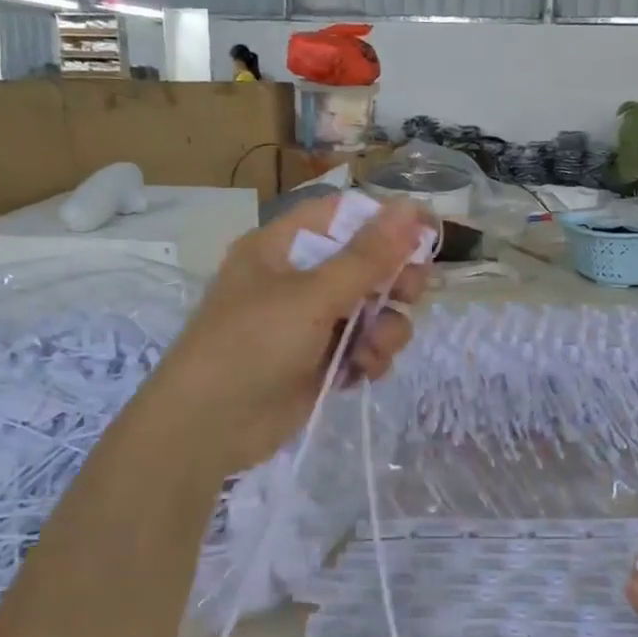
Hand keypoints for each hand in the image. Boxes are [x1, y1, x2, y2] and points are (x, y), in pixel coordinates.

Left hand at [137, 195, 435, 475]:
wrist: (207, 428)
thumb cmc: (253, 345)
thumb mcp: (312, 296)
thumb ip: (367, 256)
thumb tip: (412, 208)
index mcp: (283, 247)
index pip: (345, 216)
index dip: (388, 221)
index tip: (429, 234)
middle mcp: (297, 279)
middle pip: (365, 263)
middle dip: (392, 280)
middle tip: (410, 293)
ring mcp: (309, 323)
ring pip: (370, 309)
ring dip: (383, 327)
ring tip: (373, 349)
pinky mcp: (319, 361)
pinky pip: (361, 346)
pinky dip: (369, 357)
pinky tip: (361, 372)